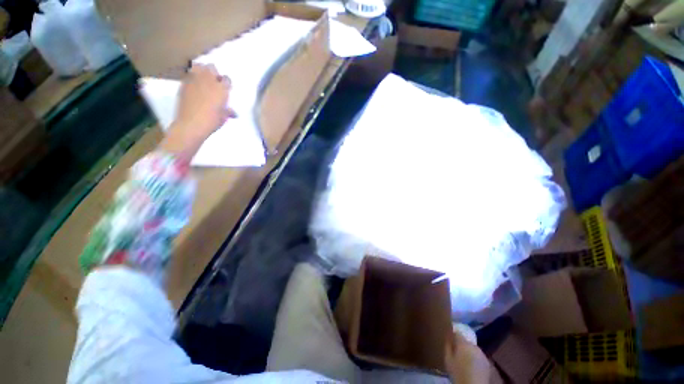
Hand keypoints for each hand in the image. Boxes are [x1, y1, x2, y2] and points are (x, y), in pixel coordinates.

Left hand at [159, 64, 234, 158]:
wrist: (191, 124)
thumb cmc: (212, 121)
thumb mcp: (223, 117)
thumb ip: (228, 111)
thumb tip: (233, 112)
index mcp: (222, 89)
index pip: (227, 79)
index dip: (226, 83)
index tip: (225, 89)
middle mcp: (209, 80)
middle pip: (212, 67)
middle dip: (214, 73)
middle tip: (214, 82)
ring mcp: (194, 80)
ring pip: (199, 66)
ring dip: (202, 71)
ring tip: (203, 80)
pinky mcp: (183, 83)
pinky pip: (189, 74)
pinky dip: (192, 77)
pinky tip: (194, 85)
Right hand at [445, 330, 489, 383]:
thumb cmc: (458, 372)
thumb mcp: (448, 359)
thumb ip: (448, 346)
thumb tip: (448, 338)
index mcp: (463, 343)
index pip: (457, 333)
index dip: (453, 336)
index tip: (450, 341)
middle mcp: (474, 346)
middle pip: (466, 341)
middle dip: (461, 345)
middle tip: (457, 353)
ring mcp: (482, 354)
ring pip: (473, 349)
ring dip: (469, 352)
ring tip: (465, 361)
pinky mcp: (487, 362)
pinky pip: (478, 356)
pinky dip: (475, 358)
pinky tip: (472, 366)